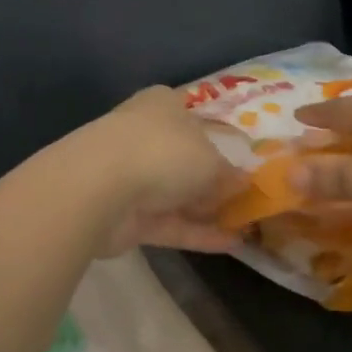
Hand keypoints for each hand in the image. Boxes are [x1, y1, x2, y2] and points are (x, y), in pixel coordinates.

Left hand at [64, 87, 244, 255]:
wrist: (99, 188)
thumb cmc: (162, 152)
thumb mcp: (210, 159)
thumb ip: (227, 173)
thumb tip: (243, 182)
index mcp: (163, 106)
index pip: (194, 117)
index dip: (220, 136)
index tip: (246, 157)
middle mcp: (146, 136)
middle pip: (187, 158)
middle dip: (215, 178)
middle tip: (251, 197)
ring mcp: (134, 177)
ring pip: (178, 193)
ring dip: (209, 209)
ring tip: (249, 225)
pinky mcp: (128, 216)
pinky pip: (171, 223)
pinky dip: (198, 233)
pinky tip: (233, 245)